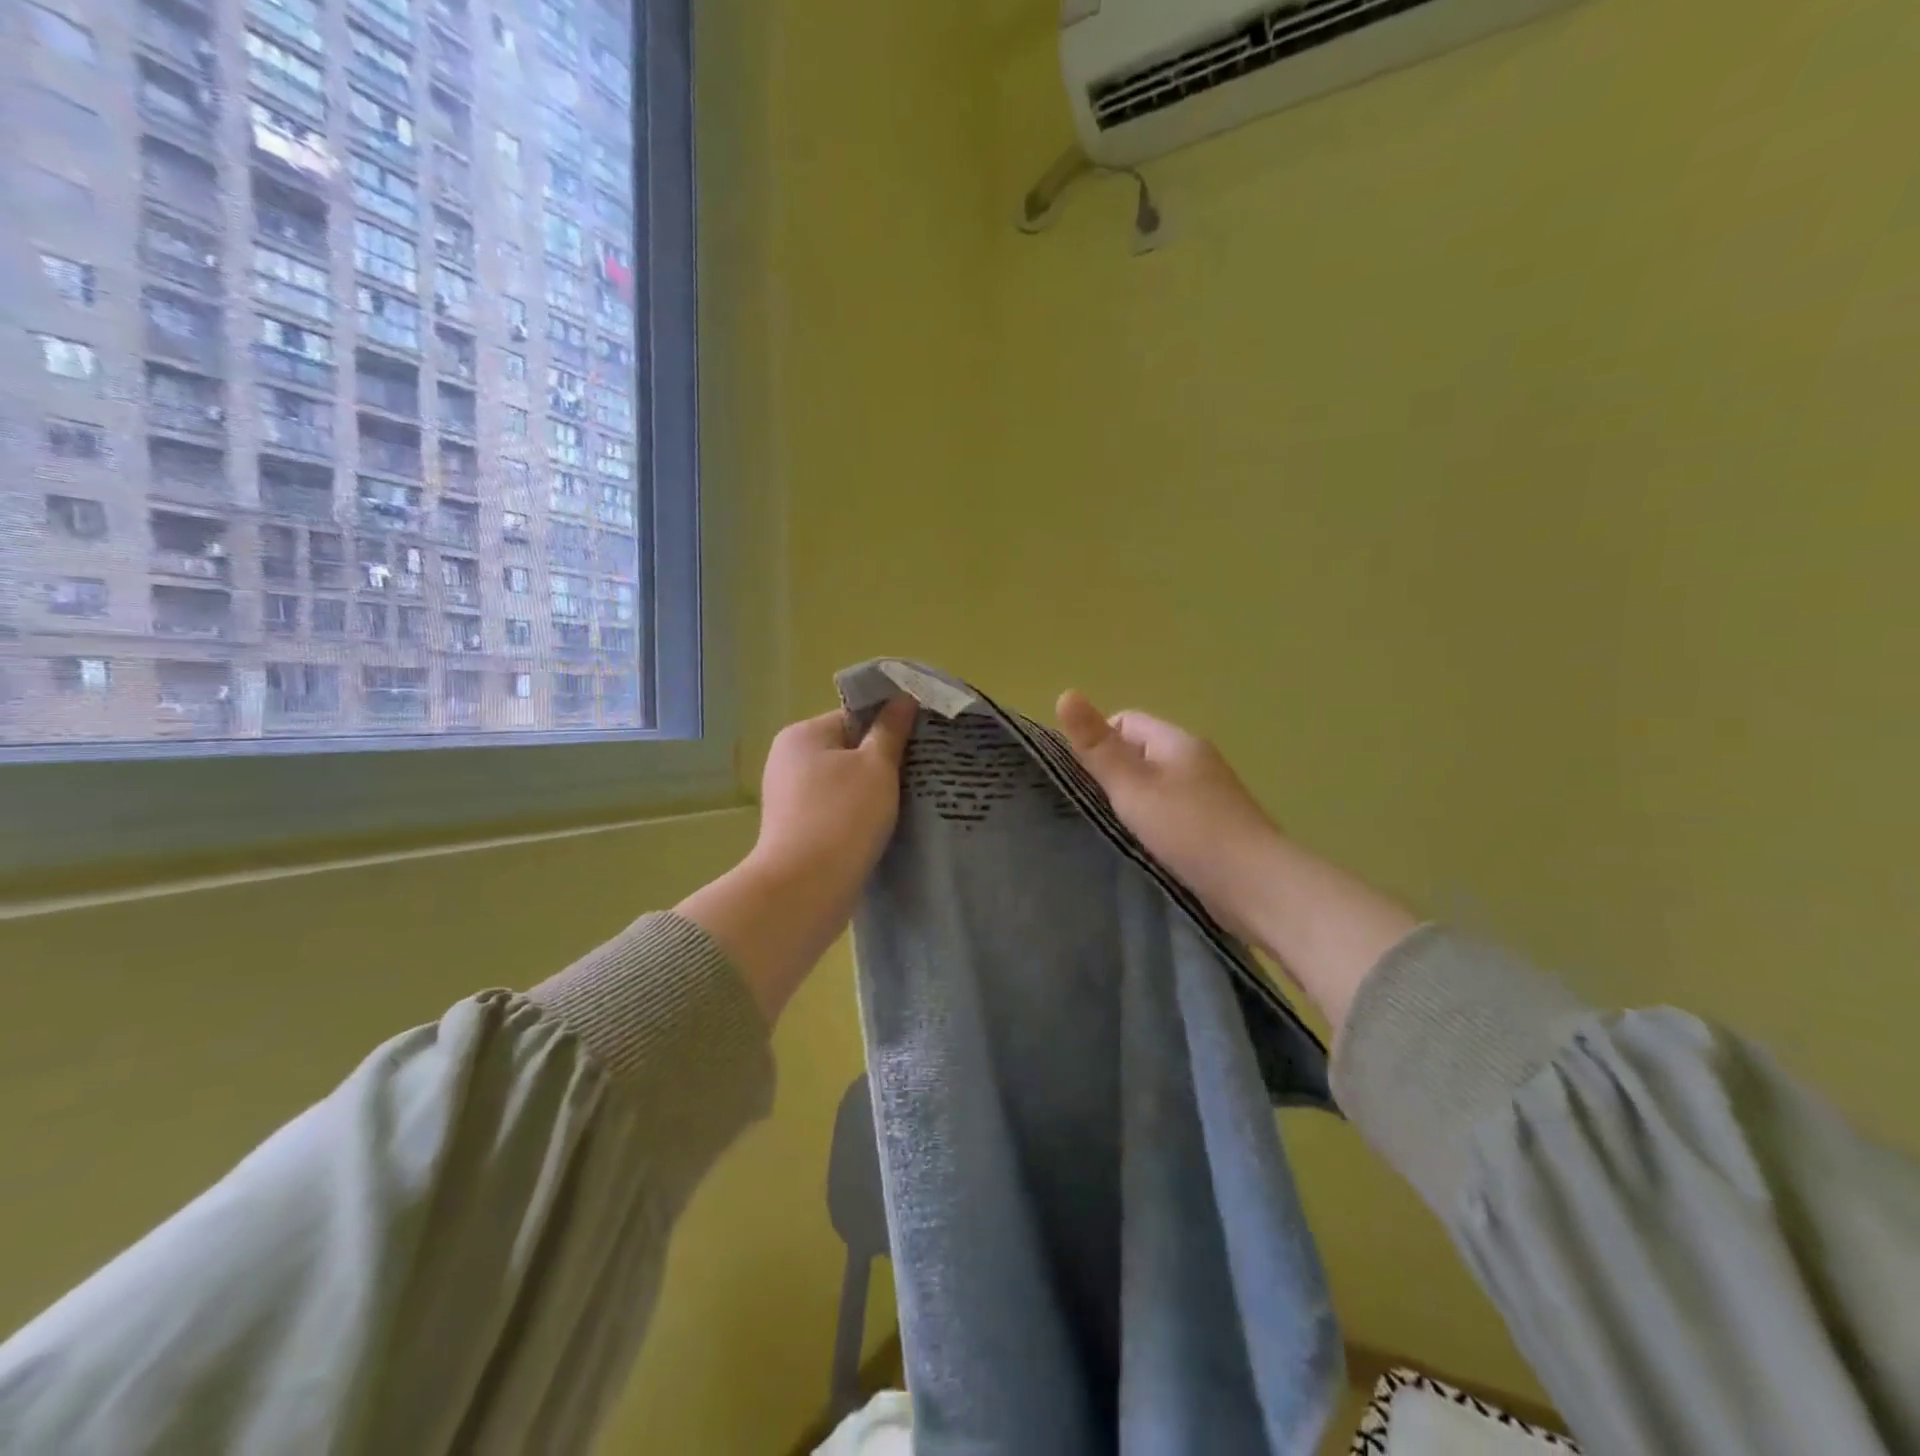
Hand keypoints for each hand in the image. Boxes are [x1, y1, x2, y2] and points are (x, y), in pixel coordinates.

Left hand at [750, 698, 918, 894]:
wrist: (805, 889)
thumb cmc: (843, 817)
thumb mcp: (876, 766)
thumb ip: (891, 730)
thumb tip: (902, 697)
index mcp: (803, 735)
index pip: (854, 716)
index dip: (889, 726)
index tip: (921, 743)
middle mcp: (788, 760)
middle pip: (848, 749)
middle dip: (882, 761)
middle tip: (920, 773)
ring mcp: (789, 797)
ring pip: (844, 783)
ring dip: (873, 791)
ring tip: (908, 802)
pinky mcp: (796, 830)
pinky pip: (836, 810)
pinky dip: (858, 815)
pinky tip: (884, 827)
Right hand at [1055, 691, 1279, 940]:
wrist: (1256, 886)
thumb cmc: (1189, 830)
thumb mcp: (1133, 786)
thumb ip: (1098, 746)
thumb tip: (1065, 693)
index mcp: (1178, 742)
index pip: (1126, 722)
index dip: (1098, 742)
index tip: (1081, 778)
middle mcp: (1196, 761)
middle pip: (1141, 754)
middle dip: (1113, 776)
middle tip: (1091, 808)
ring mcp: (1209, 795)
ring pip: (1156, 786)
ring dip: (1134, 804)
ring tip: (1114, 831)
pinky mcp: (1215, 827)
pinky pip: (1172, 813)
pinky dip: (1155, 825)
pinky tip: (1146, 848)